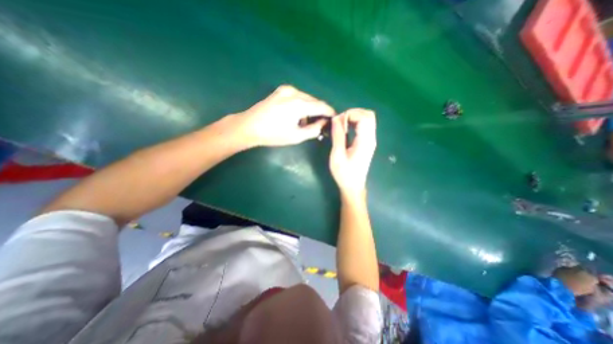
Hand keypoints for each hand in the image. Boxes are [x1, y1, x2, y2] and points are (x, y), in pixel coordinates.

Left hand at [237, 85, 336, 145]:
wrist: (249, 126)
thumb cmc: (273, 134)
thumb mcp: (296, 136)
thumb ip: (314, 129)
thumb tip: (323, 123)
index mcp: (299, 104)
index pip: (321, 106)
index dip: (330, 112)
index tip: (334, 119)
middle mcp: (294, 92)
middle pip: (314, 101)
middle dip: (320, 112)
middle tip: (321, 124)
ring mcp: (286, 90)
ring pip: (306, 99)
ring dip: (310, 109)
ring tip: (307, 123)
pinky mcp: (280, 91)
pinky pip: (298, 97)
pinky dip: (301, 105)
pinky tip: (297, 116)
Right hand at [328, 109, 376, 196]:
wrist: (353, 186)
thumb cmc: (344, 173)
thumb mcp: (337, 155)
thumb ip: (338, 135)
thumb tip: (336, 118)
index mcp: (365, 141)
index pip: (364, 117)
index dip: (350, 114)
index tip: (338, 122)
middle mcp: (371, 138)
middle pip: (369, 115)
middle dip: (353, 113)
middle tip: (340, 121)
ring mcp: (370, 140)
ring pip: (367, 120)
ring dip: (354, 118)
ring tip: (341, 125)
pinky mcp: (367, 143)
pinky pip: (364, 127)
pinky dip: (355, 123)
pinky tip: (345, 129)